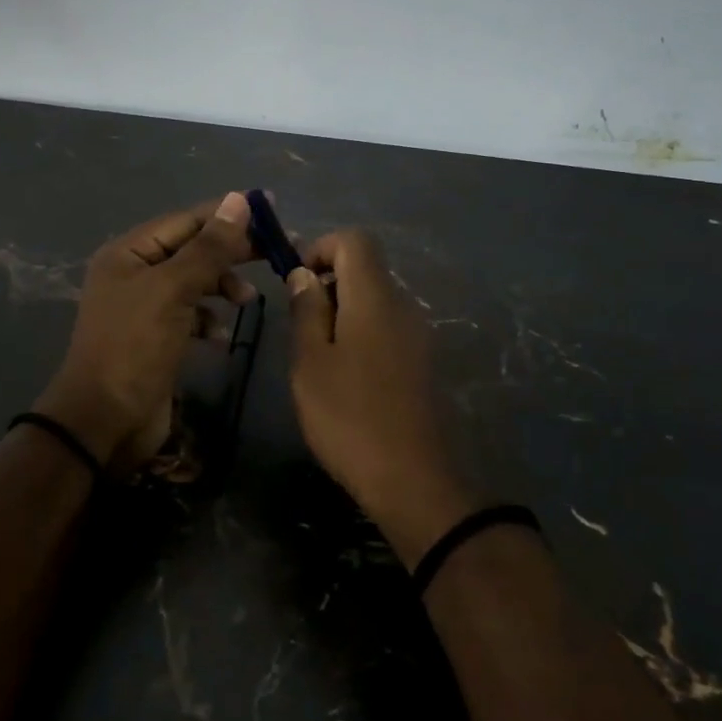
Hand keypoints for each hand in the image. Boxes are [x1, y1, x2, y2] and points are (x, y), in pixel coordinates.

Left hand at [36, 193, 256, 476]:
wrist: (105, 421)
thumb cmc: (135, 347)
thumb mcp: (173, 290)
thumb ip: (208, 248)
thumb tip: (239, 200)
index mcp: (129, 252)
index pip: (186, 220)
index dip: (227, 215)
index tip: (271, 210)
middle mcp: (134, 274)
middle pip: (192, 250)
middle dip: (231, 252)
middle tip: (276, 253)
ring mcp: (145, 308)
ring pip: (195, 283)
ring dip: (222, 286)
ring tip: (247, 300)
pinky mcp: (157, 338)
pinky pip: (191, 315)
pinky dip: (210, 320)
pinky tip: (221, 335)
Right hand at [286, 230, 479, 566]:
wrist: (414, 480)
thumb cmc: (350, 417)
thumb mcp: (311, 362)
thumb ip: (307, 310)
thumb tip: (306, 274)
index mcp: (375, 298)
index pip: (355, 240)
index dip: (321, 247)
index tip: (297, 282)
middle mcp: (404, 305)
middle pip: (366, 268)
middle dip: (328, 282)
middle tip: (301, 326)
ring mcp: (419, 334)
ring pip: (376, 299)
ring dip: (343, 311)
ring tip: (319, 356)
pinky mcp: (424, 361)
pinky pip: (388, 327)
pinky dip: (362, 333)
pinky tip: (347, 377)